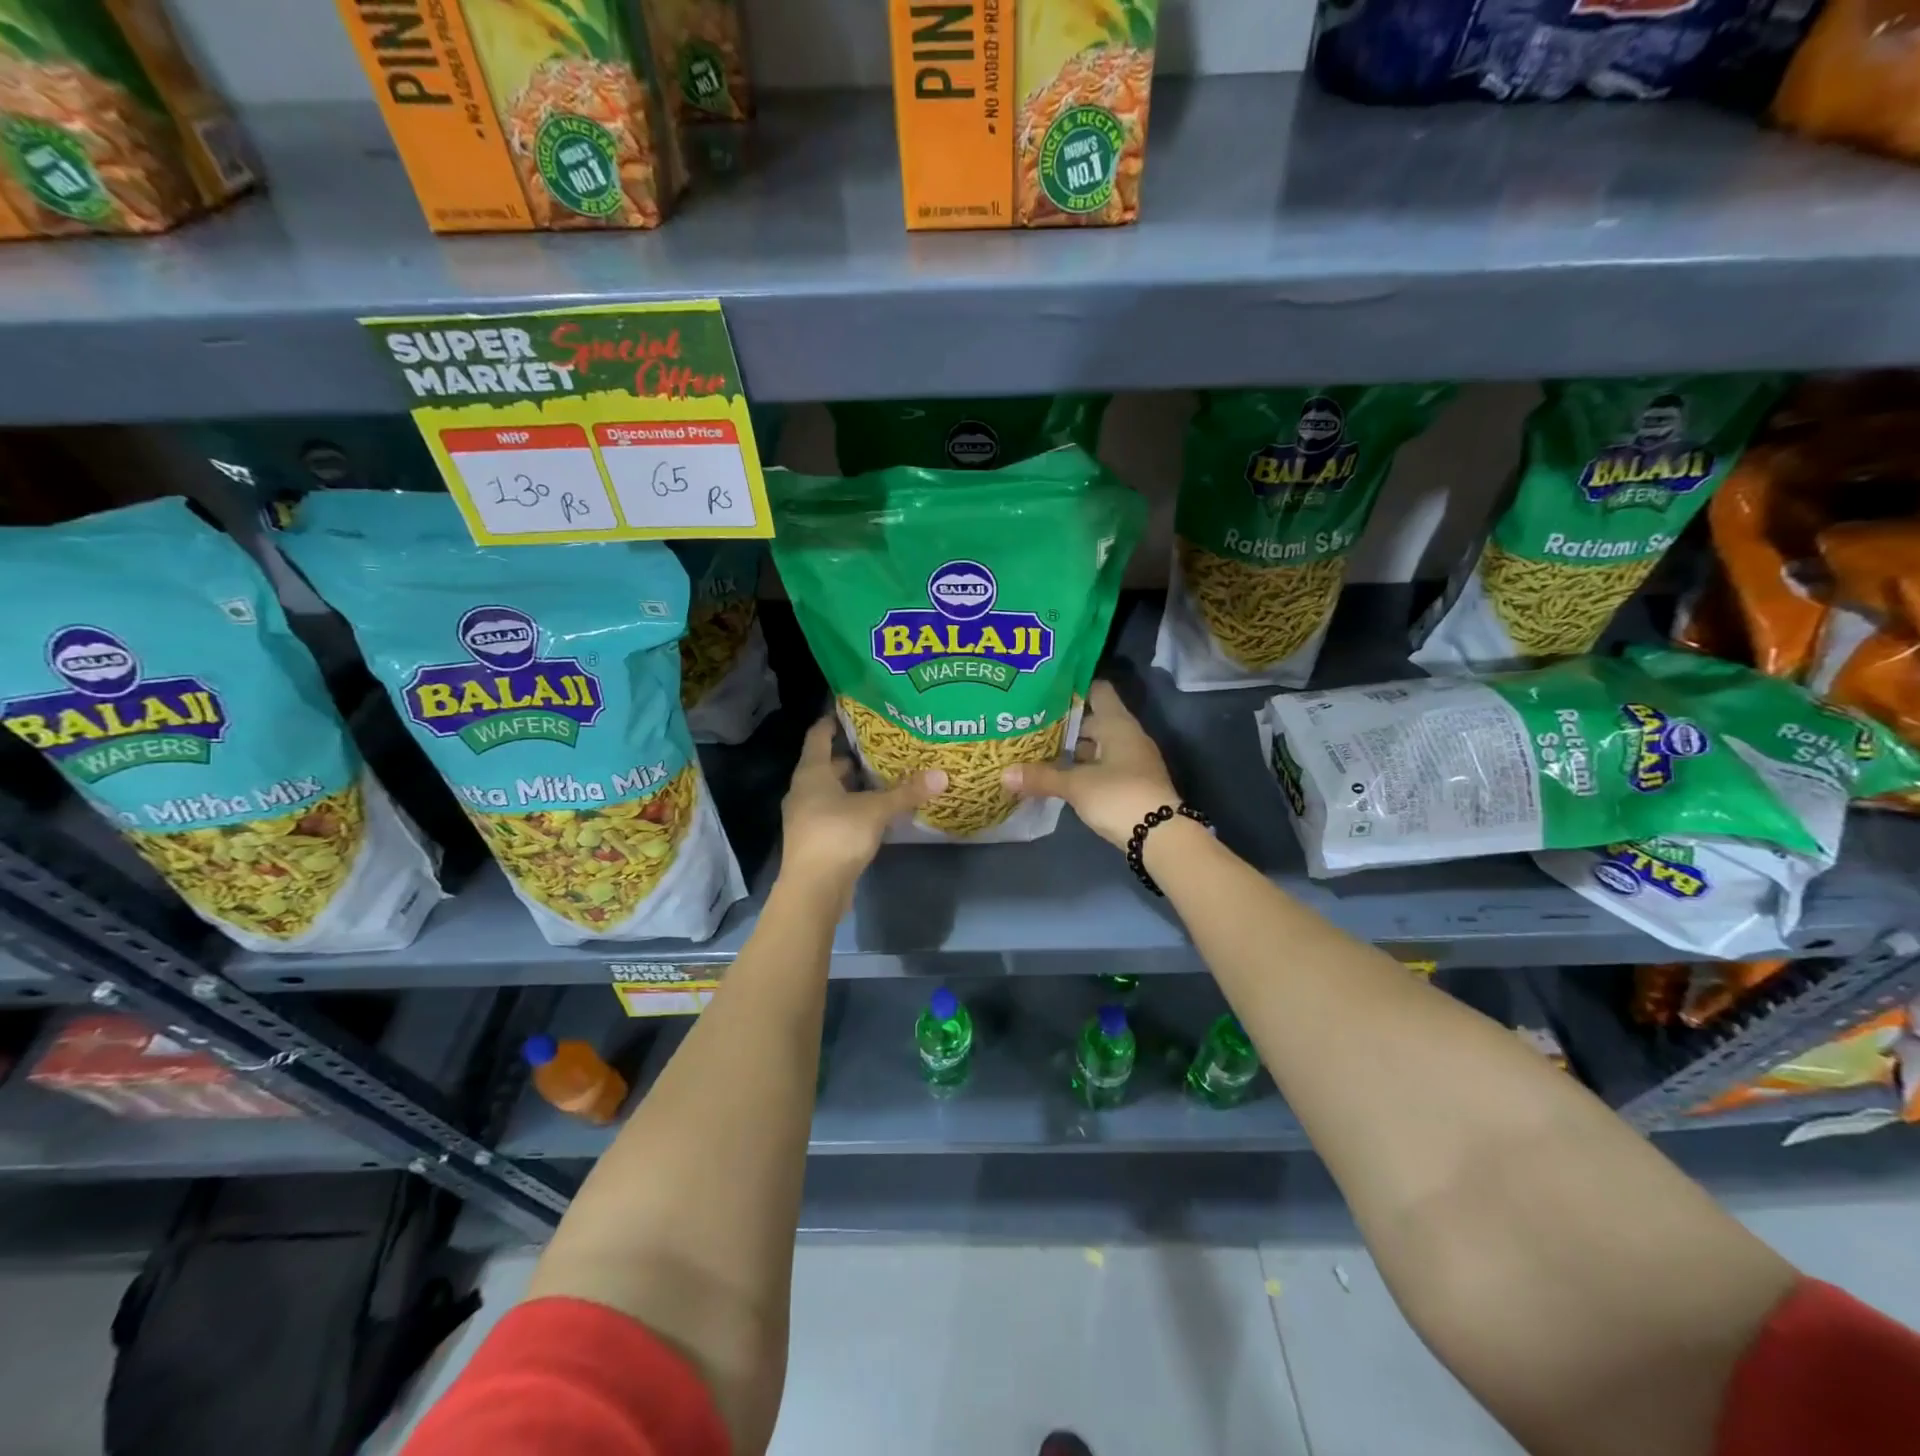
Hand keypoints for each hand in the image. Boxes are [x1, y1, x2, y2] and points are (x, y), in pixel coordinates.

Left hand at [779, 716, 944, 899]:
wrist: (813, 889)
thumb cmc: (837, 835)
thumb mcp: (876, 810)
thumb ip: (907, 792)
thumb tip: (942, 775)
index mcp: (812, 774)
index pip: (818, 737)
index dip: (832, 723)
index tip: (850, 712)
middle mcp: (804, 790)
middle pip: (826, 765)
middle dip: (852, 756)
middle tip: (882, 746)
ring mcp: (806, 817)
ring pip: (831, 791)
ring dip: (853, 785)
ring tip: (884, 776)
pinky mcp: (815, 839)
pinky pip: (834, 813)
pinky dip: (852, 807)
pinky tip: (876, 810)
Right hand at [1001, 680, 1177, 848]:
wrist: (1160, 836)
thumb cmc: (1119, 796)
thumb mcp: (1076, 785)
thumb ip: (1041, 777)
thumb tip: (1004, 774)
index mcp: (1118, 724)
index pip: (1097, 690)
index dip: (1073, 687)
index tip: (1045, 688)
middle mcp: (1127, 736)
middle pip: (1093, 720)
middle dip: (1063, 723)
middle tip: (1030, 722)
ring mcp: (1131, 761)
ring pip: (1095, 746)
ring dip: (1071, 750)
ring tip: (1036, 749)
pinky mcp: (1130, 784)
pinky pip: (1100, 767)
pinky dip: (1081, 769)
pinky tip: (1057, 775)